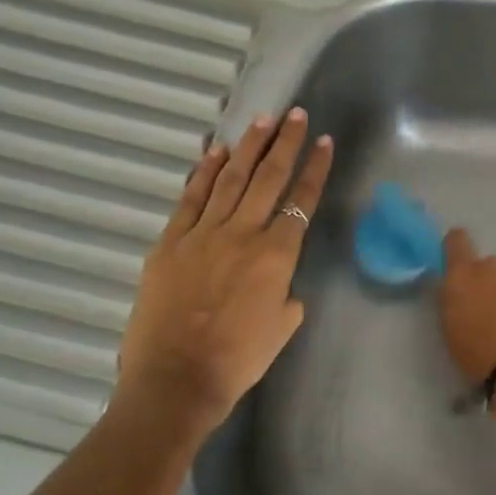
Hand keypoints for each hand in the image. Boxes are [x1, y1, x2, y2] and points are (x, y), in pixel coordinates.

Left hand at [118, 109, 332, 437]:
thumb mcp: (282, 328)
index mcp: (276, 256)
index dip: (315, 170)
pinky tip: (215, 152)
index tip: (324, 143)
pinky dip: (204, 173)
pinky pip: (191, 199)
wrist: (176, 380)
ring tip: (262, 120)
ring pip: (230, 179)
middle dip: (285, 143)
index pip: (302, 202)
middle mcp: (243, 234)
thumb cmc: (238, 361)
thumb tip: (280, 281)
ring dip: (248, 147)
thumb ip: (287, 295)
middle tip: (295, 115)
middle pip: (268, 178)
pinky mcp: (170, 242)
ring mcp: (203, 234)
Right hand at [439, 229, 495, 435]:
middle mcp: (494, 266)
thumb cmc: (478, 353)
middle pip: (487, 264)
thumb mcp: (450, 327)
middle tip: (488, 309)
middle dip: (487, 281)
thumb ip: (452, 297)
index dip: (456, 248)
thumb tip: (457, 286)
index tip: (457, 264)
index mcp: (463, 274)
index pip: (456, 239)